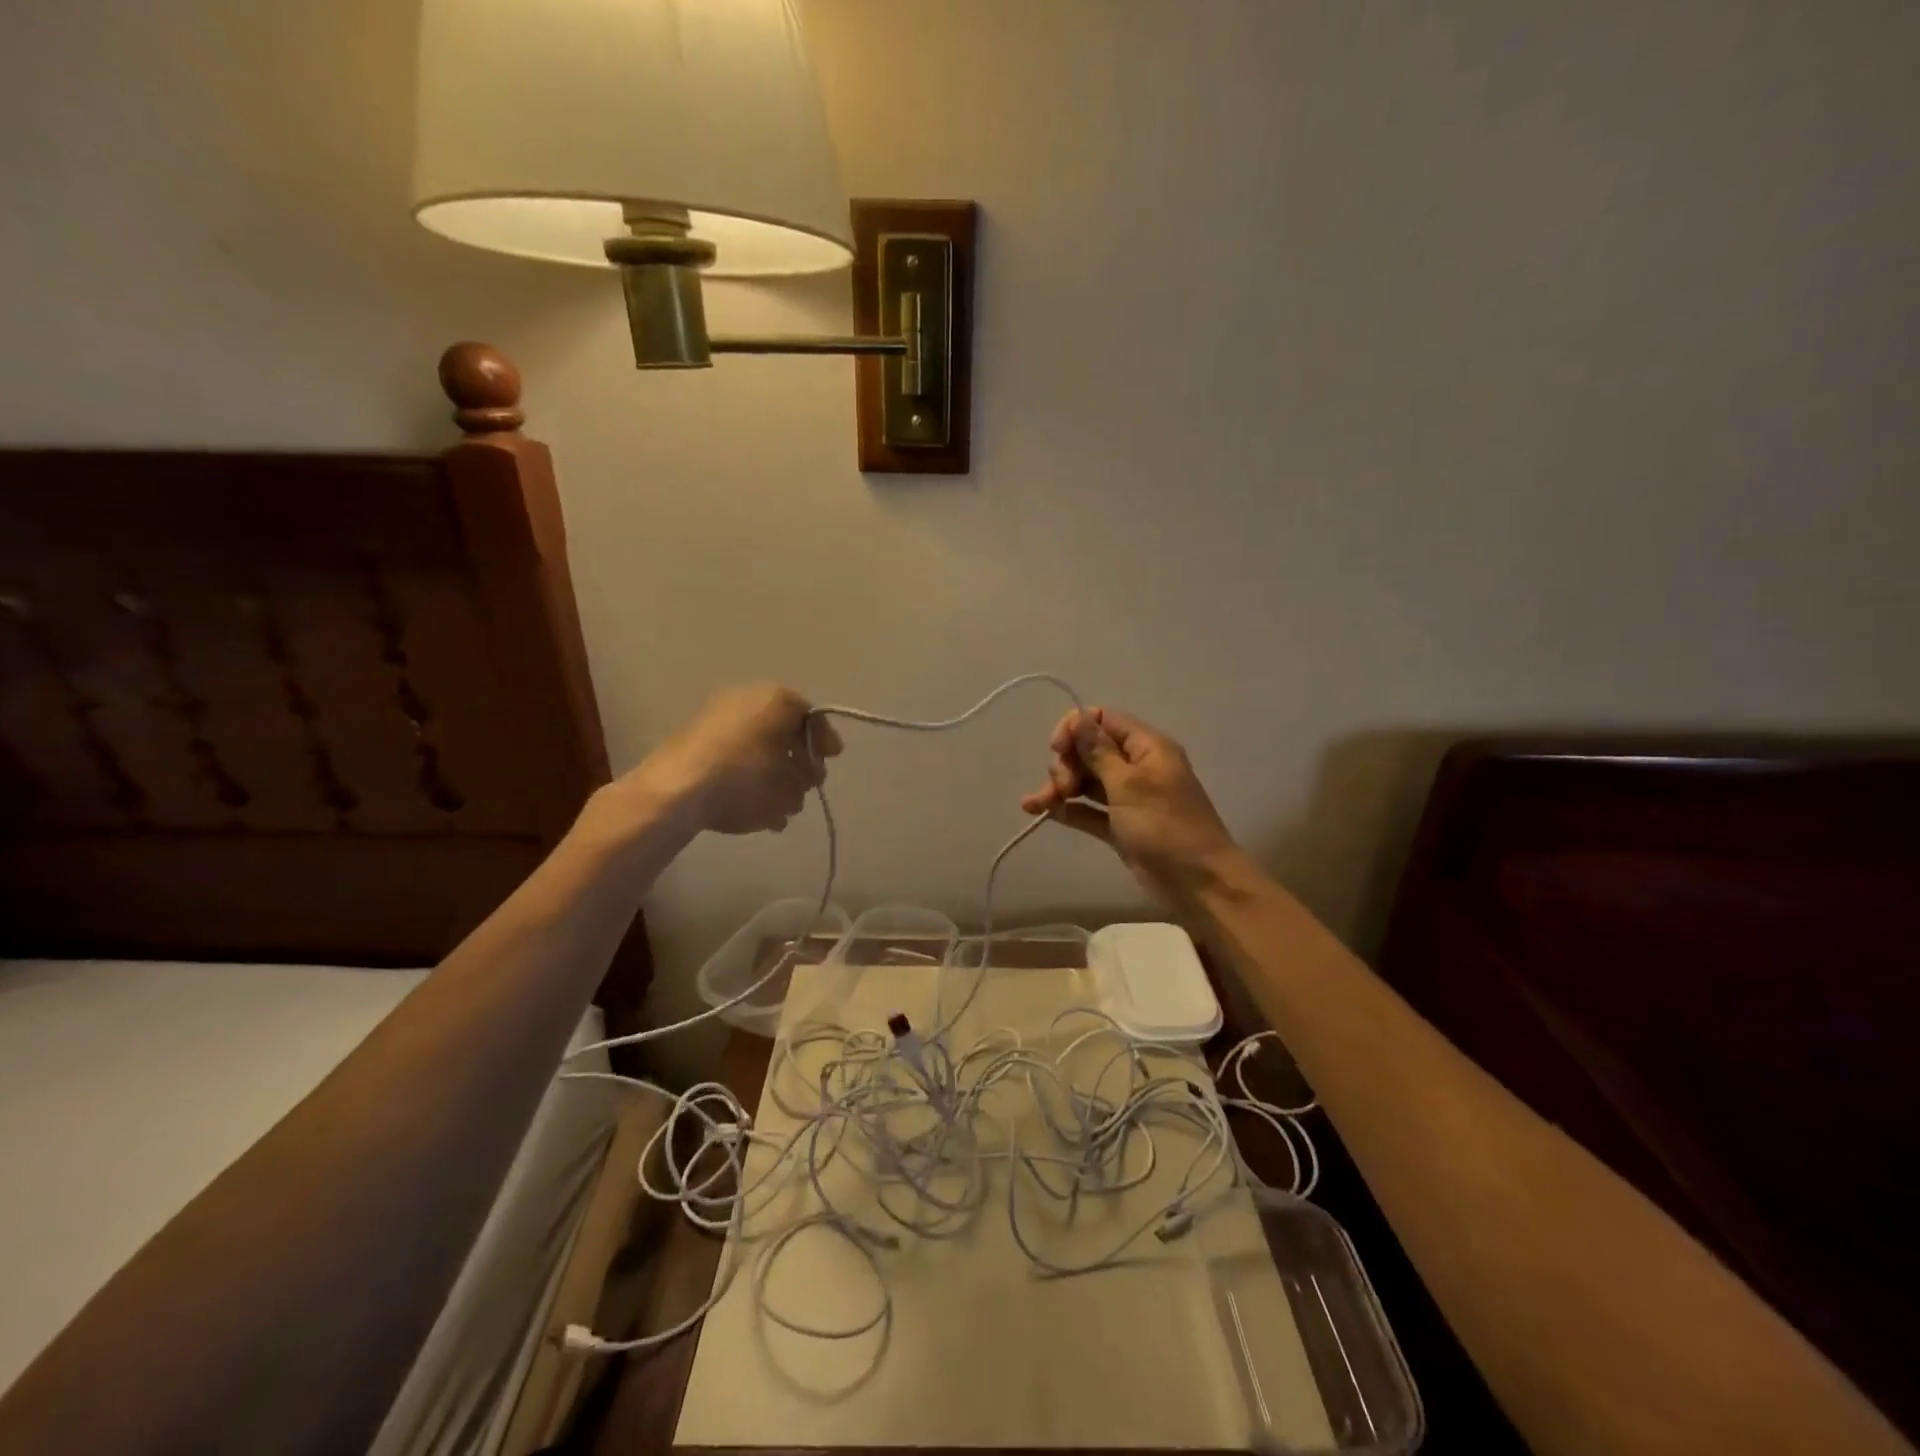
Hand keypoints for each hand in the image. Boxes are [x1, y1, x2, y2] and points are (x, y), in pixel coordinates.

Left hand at [636, 684, 843, 835]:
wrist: (676, 790)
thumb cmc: (745, 775)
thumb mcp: (789, 774)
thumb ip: (808, 766)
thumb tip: (809, 766)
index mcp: (771, 698)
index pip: (808, 713)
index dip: (823, 737)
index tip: (832, 760)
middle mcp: (743, 703)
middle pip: (784, 732)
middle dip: (799, 763)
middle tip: (807, 787)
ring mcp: (714, 725)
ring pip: (759, 751)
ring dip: (777, 779)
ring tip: (784, 810)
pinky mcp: (693, 750)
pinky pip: (734, 763)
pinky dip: (750, 784)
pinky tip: (760, 814)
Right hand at [1021, 707, 1240, 901]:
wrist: (1198, 883)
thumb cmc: (1165, 826)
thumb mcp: (1129, 785)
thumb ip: (1099, 751)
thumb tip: (1078, 717)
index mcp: (1147, 747)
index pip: (1104, 719)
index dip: (1076, 728)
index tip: (1056, 748)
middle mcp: (1137, 766)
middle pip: (1091, 750)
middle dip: (1068, 763)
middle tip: (1062, 787)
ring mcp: (1128, 798)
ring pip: (1087, 781)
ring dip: (1061, 787)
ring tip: (1038, 803)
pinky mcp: (1120, 826)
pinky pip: (1088, 810)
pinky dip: (1067, 809)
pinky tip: (1039, 811)